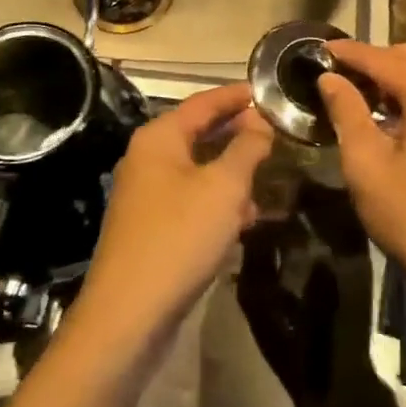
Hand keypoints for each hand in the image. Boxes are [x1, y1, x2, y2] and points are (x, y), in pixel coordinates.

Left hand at [66, 83, 273, 355]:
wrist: (129, 314)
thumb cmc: (179, 237)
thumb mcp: (223, 188)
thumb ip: (246, 149)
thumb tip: (260, 122)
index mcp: (159, 138)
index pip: (204, 102)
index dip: (237, 96)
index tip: (268, 92)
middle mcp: (148, 158)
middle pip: (199, 133)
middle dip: (238, 133)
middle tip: (276, 133)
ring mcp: (147, 194)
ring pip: (198, 169)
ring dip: (232, 171)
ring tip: (270, 175)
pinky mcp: (152, 226)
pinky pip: (192, 199)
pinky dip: (219, 200)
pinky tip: (246, 217)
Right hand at [318, 41, 405, 286]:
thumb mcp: (365, 161)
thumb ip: (347, 111)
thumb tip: (330, 79)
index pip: (384, 59)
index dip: (350, 53)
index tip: (321, 50)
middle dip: (379, 58)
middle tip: (344, 74)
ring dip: (402, 74)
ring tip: (367, 94)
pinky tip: (400, 117)